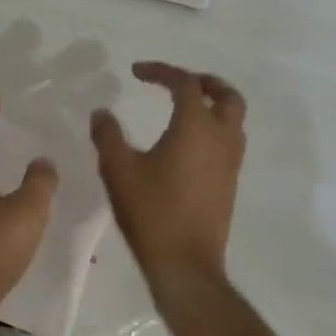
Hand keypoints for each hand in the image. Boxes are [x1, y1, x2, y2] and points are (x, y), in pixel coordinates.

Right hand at [91, 62, 246, 283]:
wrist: (185, 264)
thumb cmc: (151, 212)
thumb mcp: (118, 169)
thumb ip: (107, 135)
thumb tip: (101, 113)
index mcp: (195, 127)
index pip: (185, 83)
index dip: (162, 71)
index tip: (136, 72)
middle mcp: (221, 139)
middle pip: (227, 96)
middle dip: (204, 82)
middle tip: (177, 83)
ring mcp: (230, 163)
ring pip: (234, 120)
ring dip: (213, 106)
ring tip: (183, 109)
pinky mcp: (229, 184)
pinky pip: (229, 142)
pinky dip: (214, 129)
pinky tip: (187, 145)